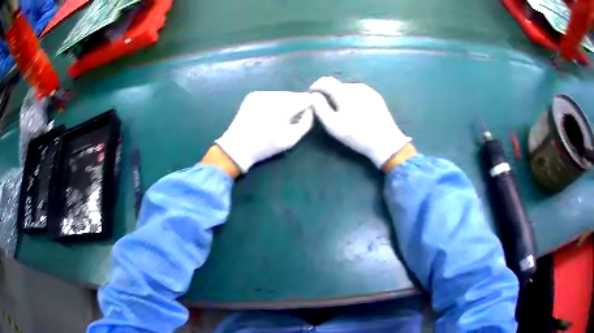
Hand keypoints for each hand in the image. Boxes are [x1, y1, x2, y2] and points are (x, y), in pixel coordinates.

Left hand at [215, 91, 313, 172]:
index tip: (306, 114)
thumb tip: (311, 110)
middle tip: (292, 118)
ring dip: (285, 102)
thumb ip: (306, 123)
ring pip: (282, 94)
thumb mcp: (291, 140)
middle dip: (296, 104)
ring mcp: (261, 94)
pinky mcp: (253, 95)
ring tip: (280, 116)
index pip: (305, 98)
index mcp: (283, 107)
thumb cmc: (266, 146)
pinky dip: (273, 102)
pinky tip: (268, 113)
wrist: (237, 146)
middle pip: (293, 95)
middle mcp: (272, 95)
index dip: (309, 105)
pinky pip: (270, 95)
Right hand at [310, 77, 411, 168]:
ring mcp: (368, 90)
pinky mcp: (376, 96)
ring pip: (348, 89)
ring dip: (340, 96)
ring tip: (340, 111)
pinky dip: (351, 98)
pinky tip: (354, 111)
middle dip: (328, 93)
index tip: (311, 97)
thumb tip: (314, 96)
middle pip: (337, 85)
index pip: (325, 81)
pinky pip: (358, 93)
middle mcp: (356, 86)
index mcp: (345, 92)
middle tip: (326, 108)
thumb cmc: (357, 135)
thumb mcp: (333, 125)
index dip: (315, 87)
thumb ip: (320, 108)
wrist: (386, 142)